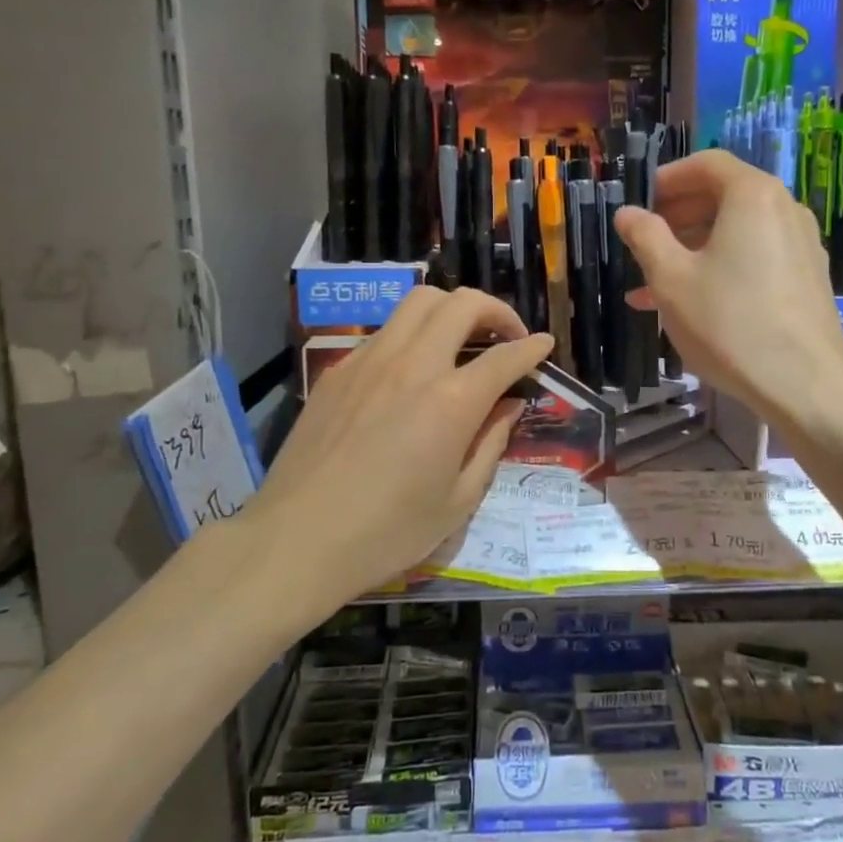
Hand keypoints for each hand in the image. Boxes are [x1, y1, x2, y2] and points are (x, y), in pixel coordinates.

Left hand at [246, 287, 552, 605]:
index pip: (504, 356)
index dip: (532, 347)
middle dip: (495, 310)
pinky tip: (412, 369)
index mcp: (451, 401)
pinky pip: (386, 331)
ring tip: (461, 339)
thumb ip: (491, 444)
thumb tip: (508, 406)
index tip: (544, 345)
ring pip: (418, 302)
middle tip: (506, 337)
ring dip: (451, 310)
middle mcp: (414, 364)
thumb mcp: (458, 501)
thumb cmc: (387, 531)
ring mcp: (370, 360)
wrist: (298, 539)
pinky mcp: (339, 369)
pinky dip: (412, 334)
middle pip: (461, 304)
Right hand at [615, 150, 842, 431]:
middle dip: (678, 215)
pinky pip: (755, 258)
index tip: (640, 201)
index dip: (668, 178)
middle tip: (643, 240)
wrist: (804, 385)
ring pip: (737, 232)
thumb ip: (645, 237)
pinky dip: (721, 267)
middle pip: (724, 196)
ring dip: (693, 248)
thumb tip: (627, 213)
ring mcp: (801, 246)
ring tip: (654, 282)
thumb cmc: (729, 323)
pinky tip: (691, 303)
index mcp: (753, 196)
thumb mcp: (671, 279)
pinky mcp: (807, 279)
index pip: (707, 164)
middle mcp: (784, 209)